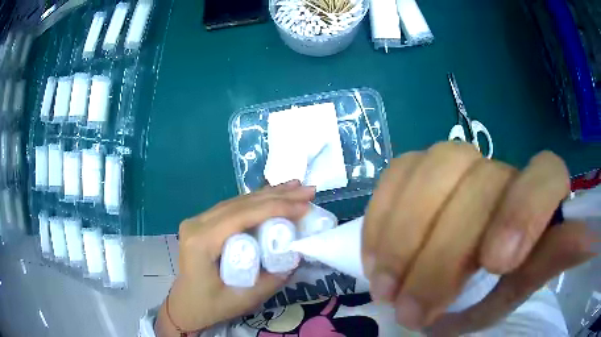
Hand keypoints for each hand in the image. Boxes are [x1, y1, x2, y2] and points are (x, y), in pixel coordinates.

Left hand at [155, 181, 314, 335]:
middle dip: (278, 195)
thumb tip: (297, 253)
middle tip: (308, 190)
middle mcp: (197, 223)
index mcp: (202, 241)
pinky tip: (273, 194)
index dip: (276, 207)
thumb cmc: (211, 305)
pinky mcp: (203, 222)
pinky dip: (256, 201)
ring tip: (296, 186)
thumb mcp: (245, 299)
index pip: (242, 215)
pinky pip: (232, 207)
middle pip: (241, 203)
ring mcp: (198, 220)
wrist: (186, 305)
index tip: (305, 205)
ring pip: (237, 201)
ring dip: (269, 194)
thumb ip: (273, 278)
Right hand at [363, 142, 596, 332]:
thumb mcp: (521, 283)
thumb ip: (546, 264)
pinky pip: (397, 172)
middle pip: (477, 183)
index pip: (546, 173)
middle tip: (411, 311)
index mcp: (536, 196)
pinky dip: (381, 217)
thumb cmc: (498, 280)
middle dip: (440, 256)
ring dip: (402, 237)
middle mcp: (499, 171)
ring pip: (432, 167)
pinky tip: (374, 257)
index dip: (525, 210)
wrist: (463, 263)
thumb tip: (582, 241)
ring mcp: (457, 165)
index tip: (495, 264)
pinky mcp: (418, 168)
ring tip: (386, 288)